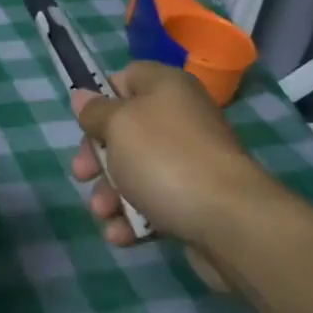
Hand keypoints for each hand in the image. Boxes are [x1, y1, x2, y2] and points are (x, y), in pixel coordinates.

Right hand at [69, 62, 275, 254]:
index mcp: (166, 88)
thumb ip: (95, 111)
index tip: (84, 124)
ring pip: (135, 171)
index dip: (101, 99)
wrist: (230, 222)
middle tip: (83, 175)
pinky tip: (121, 234)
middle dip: (98, 157)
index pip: (126, 78)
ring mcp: (189, 161)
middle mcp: (180, 118)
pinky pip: (154, 202)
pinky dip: (133, 217)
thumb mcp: (118, 125)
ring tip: (103, 213)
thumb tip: (82, 95)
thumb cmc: (164, 159)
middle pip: (124, 130)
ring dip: (110, 194)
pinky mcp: (194, 200)